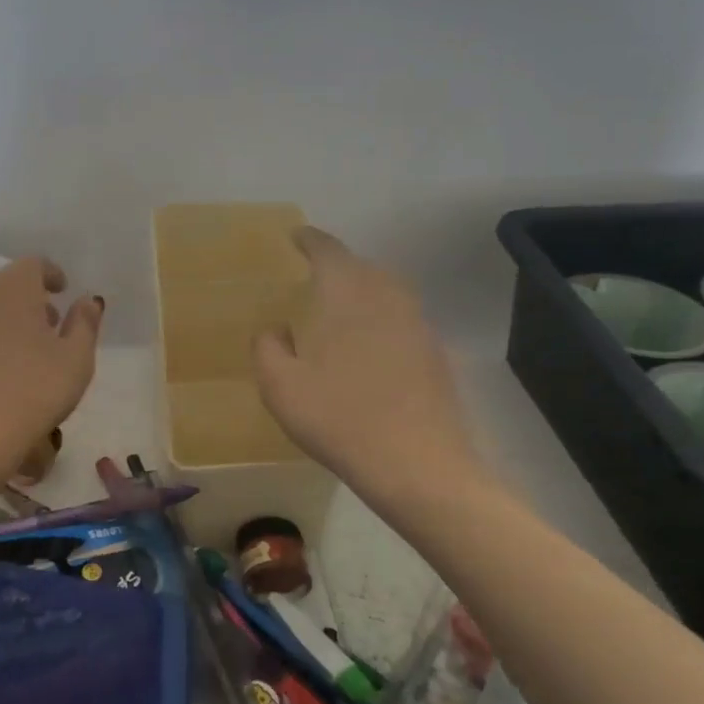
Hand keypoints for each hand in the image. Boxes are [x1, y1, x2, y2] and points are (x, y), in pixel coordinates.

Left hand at [0, 256, 102, 487]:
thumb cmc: (31, 393)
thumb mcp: (75, 360)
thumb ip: (84, 323)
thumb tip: (87, 299)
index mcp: (12, 285)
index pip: (35, 264)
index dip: (52, 275)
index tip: (63, 291)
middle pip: (7, 285)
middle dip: (30, 300)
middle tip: (50, 326)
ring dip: (5, 320)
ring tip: (24, 353)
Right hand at [253, 228, 485, 506]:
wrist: (418, 466)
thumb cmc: (338, 418)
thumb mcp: (279, 386)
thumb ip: (268, 348)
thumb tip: (276, 330)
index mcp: (346, 295)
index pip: (328, 250)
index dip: (310, 240)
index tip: (296, 238)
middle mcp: (387, 298)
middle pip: (362, 267)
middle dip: (338, 266)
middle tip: (312, 278)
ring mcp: (418, 326)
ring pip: (387, 292)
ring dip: (363, 292)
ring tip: (340, 311)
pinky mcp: (435, 355)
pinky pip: (402, 321)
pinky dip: (381, 322)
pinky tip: (368, 350)